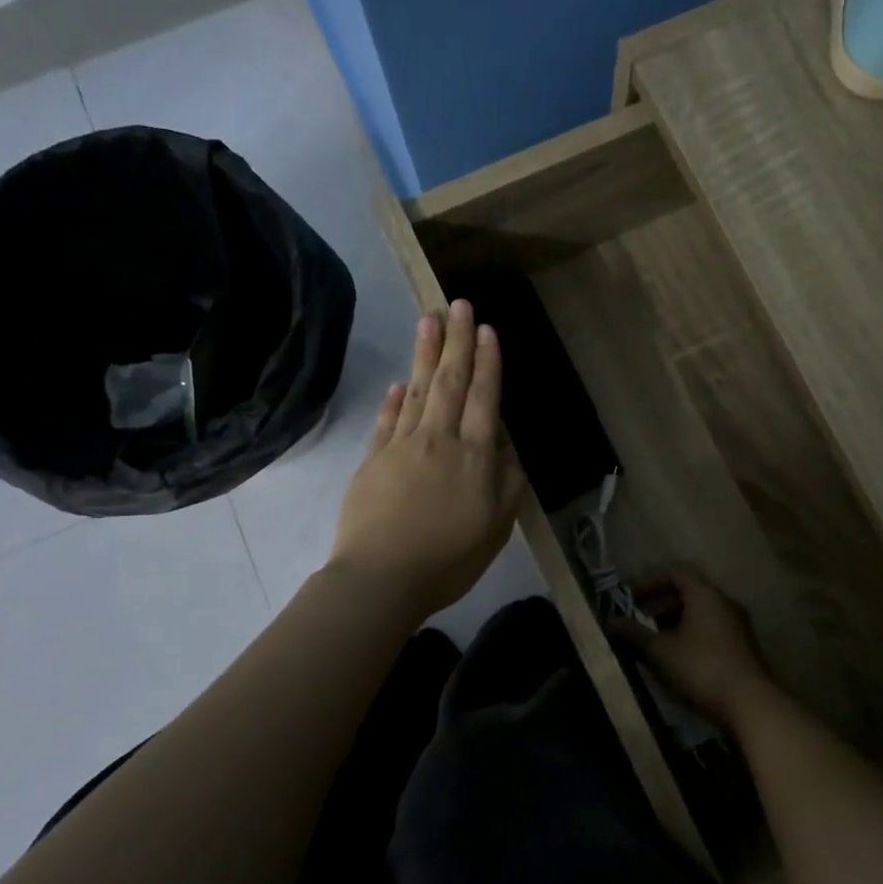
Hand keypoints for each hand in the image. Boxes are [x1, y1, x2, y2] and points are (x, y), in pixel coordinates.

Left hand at [329, 301, 527, 618]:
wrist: (380, 578)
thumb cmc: (447, 559)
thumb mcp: (495, 527)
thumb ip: (507, 484)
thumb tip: (510, 447)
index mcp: (474, 457)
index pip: (484, 399)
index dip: (487, 363)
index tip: (487, 329)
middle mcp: (439, 440)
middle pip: (450, 383)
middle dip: (457, 341)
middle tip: (458, 304)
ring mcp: (401, 447)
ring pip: (417, 391)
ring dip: (425, 354)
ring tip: (429, 320)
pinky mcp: (372, 461)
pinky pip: (386, 420)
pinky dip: (394, 399)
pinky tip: (399, 383)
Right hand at [617, 568, 782, 732]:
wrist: (750, 704)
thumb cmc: (700, 668)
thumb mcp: (659, 651)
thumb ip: (633, 633)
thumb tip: (609, 621)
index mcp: (705, 594)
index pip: (676, 573)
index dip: (649, 581)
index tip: (629, 597)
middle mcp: (724, 603)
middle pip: (688, 592)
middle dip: (659, 603)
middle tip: (637, 619)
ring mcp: (737, 626)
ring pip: (699, 614)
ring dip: (673, 622)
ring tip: (651, 641)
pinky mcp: (742, 648)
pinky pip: (710, 631)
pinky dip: (689, 636)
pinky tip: (674, 659)